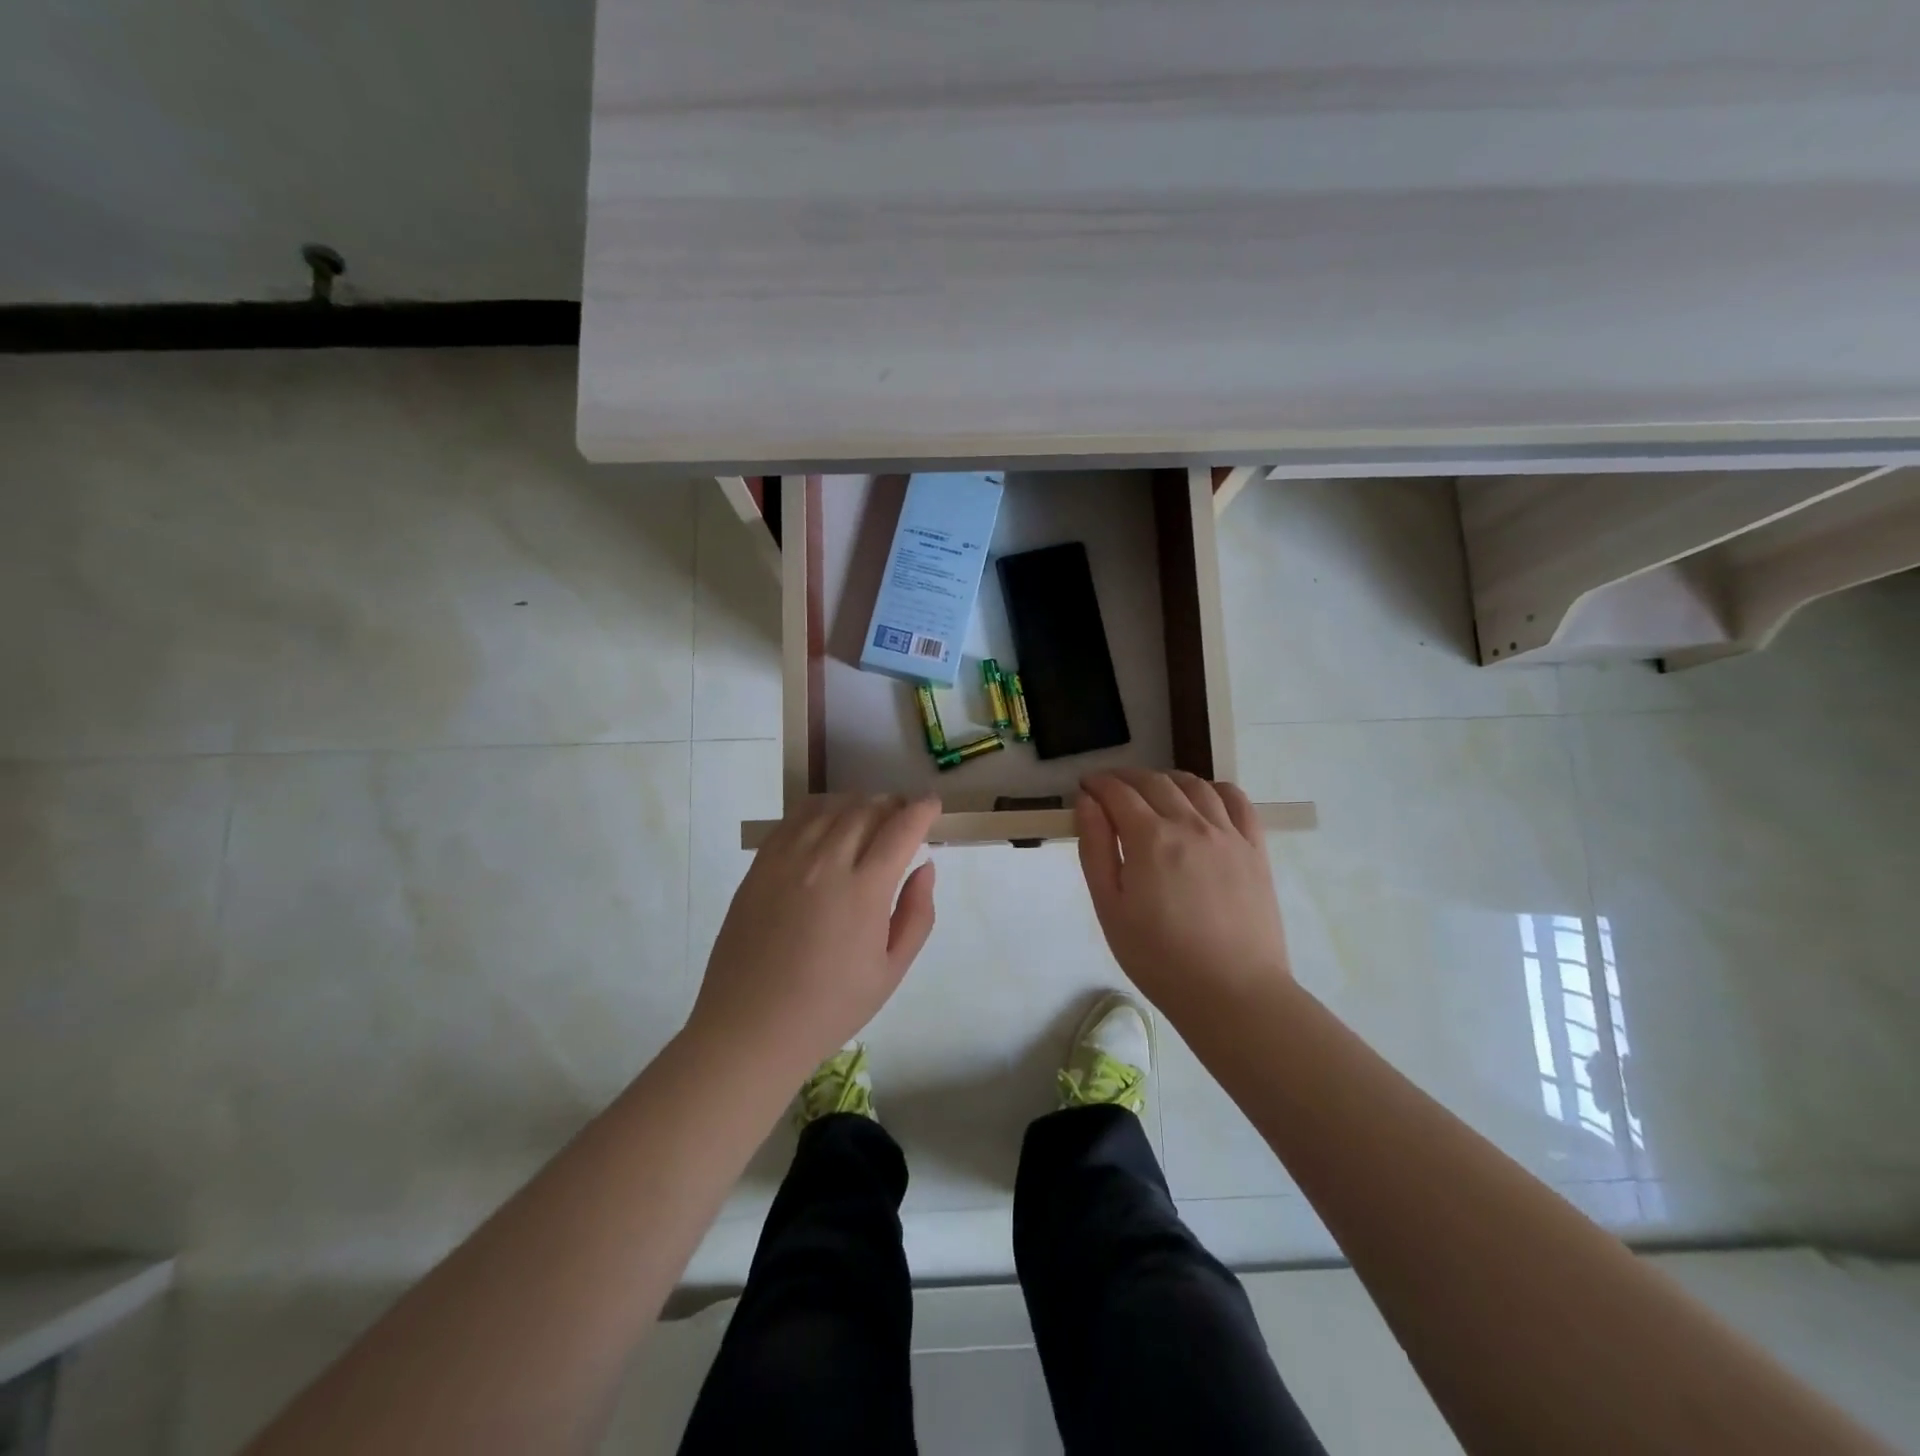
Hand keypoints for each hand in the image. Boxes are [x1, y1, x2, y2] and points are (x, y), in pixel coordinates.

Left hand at [690, 794, 939, 1074]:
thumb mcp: (891, 970)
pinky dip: (821, 809)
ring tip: (870, 817)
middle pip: (867, 809)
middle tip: (904, 817)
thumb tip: (925, 867)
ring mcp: (787, 859)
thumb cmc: (830, 1007)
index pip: (901, 828)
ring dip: (859, 803)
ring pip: (831, 807)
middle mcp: (826, 862)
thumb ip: (917, 914)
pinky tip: (829, 822)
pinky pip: (795, 818)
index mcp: (864, 890)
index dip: (922, 810)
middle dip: (893, 805)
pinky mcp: (760, 865)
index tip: (932, 805)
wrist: (751, 1027)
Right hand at [1075, 769, 1291, 1020]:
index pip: (1118, 792)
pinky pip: (1236, 801)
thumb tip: (1087, 802)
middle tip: (1110, 790)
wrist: (1232, 993)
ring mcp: (1227, 833)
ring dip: (1166, 780)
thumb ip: (1096, 848)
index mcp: (1150, 838)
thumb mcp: (1110, 907)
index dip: (1097, 784)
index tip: (1085, 787)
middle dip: (1125, 778)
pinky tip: (1203, 799)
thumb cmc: (1158, 958)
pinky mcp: (1255, 848)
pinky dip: (1214, 789)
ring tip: (1153, 792)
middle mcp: (1190, 823)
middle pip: (1154, 782)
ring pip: (1194, 785)